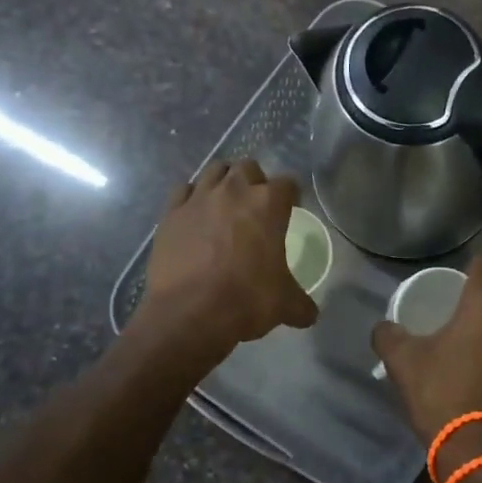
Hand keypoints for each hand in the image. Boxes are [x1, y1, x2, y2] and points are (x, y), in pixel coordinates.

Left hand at [139, 160, 318, 350]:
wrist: (188, 313)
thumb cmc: (245, 300)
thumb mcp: (284, 305)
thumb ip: (301, 304)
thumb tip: (310, 314)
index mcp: (268, 204)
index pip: (288, 184)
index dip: (290, 196)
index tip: (290, 209)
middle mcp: (234, 191)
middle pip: (248, 168)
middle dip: (254, 181)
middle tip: (255, 207)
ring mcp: (199, 198)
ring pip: (214, 170)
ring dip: (223, 182)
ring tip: (224, 204)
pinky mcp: (171, 212)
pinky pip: (183, 191)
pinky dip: (191, 198)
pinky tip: (194, 215)